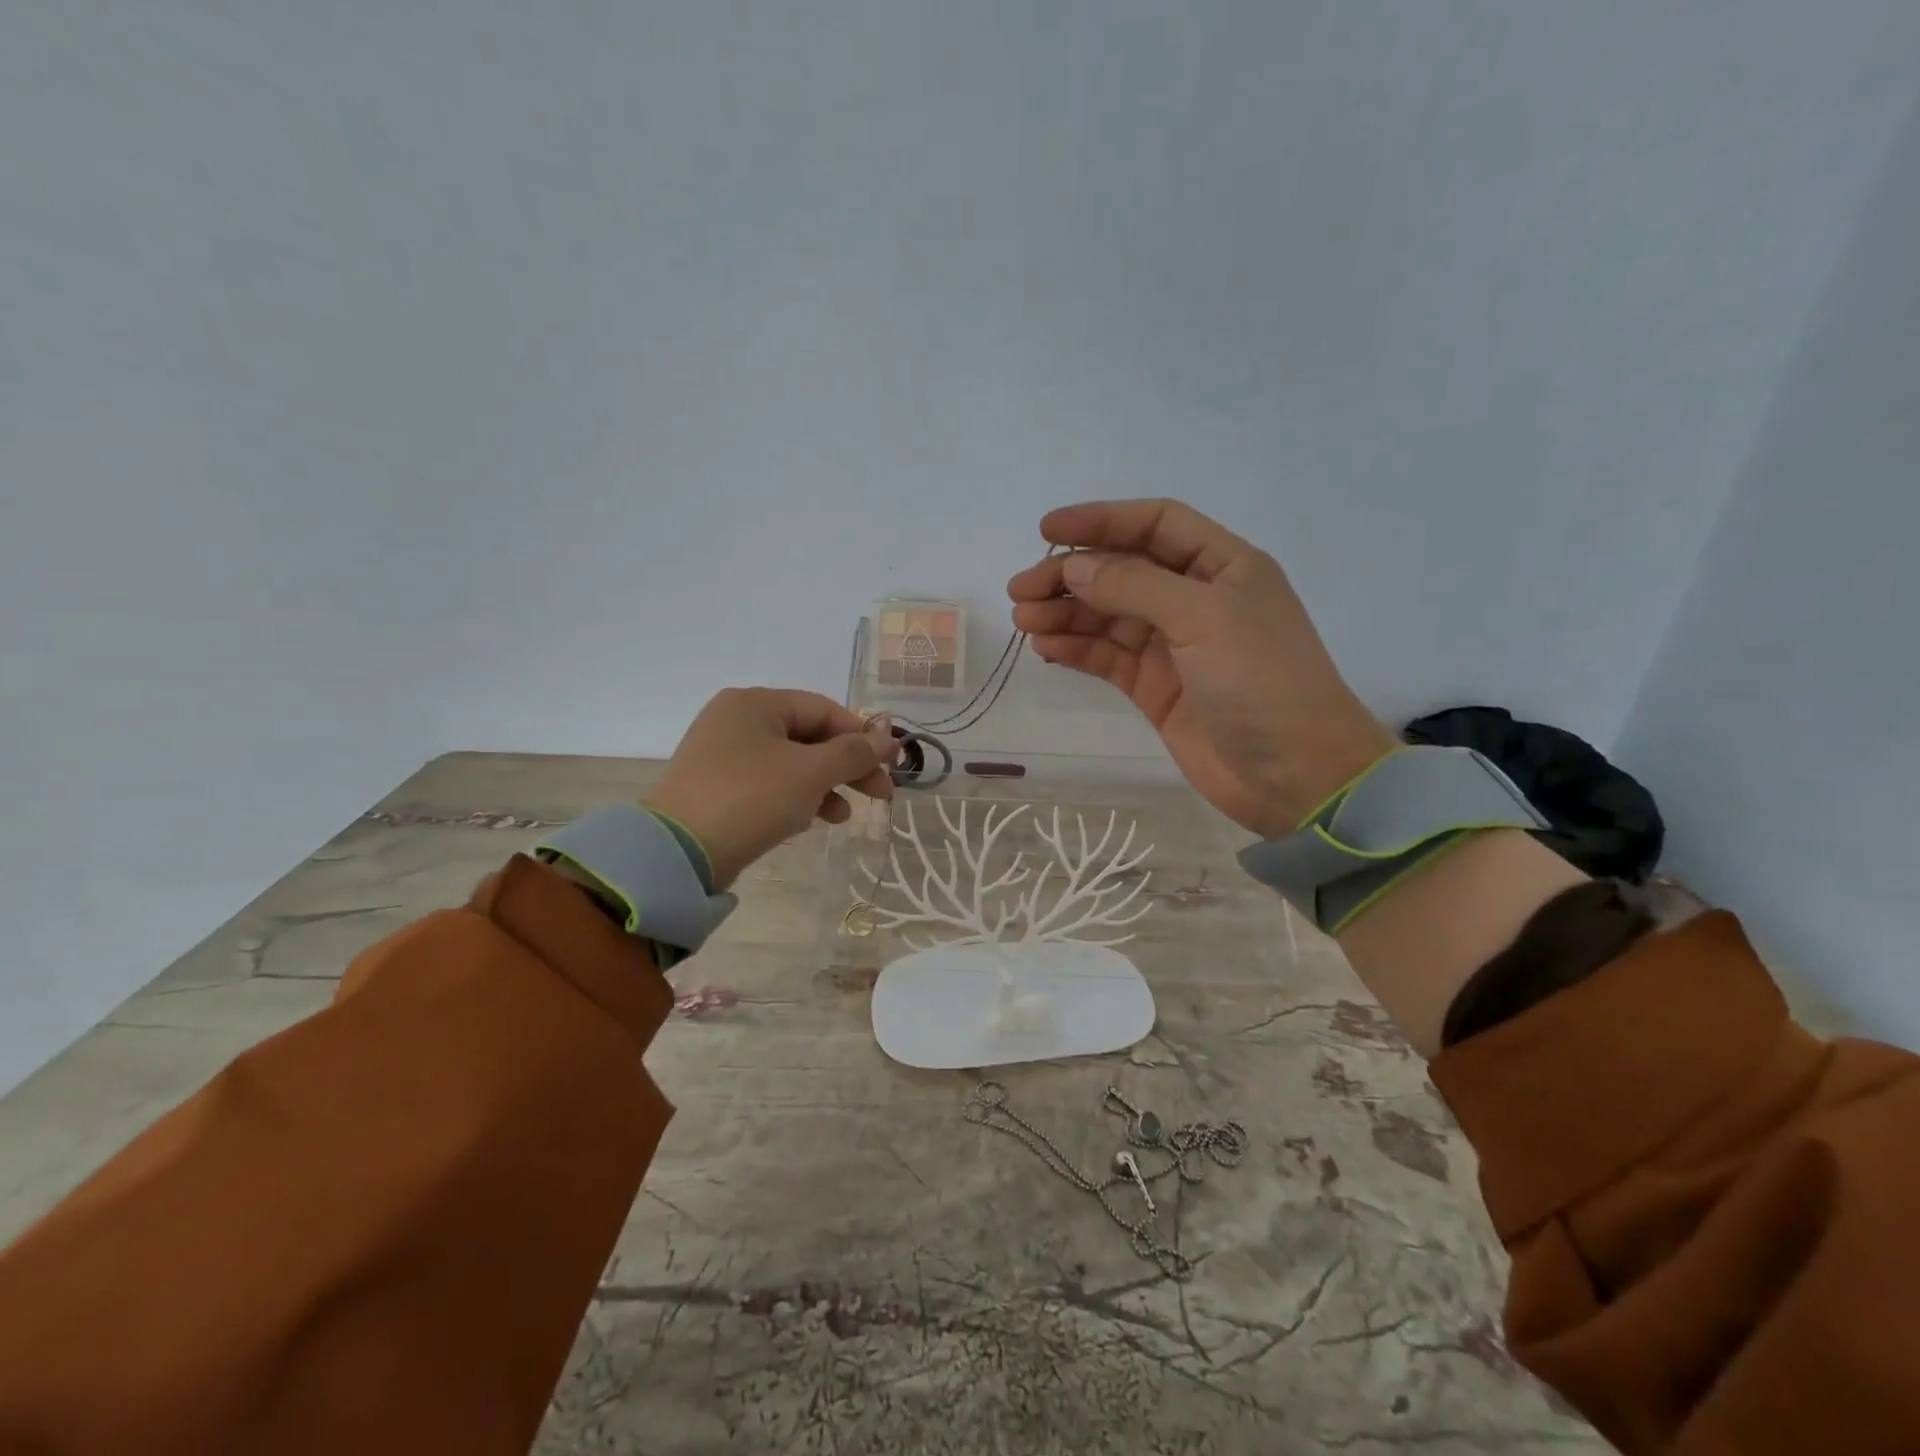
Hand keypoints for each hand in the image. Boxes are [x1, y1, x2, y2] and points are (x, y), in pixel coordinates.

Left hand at [644, 689, 897, 890]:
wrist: (678, 853)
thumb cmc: (751, 797)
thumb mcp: (811, 772)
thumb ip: (854, 753)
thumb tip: (890, 739)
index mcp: (756, 703)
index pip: (824, 710)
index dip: (863, 737)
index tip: (892, 766)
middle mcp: (737, 720)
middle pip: (809, 737)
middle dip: (847, 766)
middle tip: (880, 794)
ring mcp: (723, 755)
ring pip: (792, 763)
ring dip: (825, 786)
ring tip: (844, 815)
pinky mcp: (718, 787)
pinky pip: (770, 783)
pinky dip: (796, 797)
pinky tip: (812, 821)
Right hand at [1008, 499, 1396, 837]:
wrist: (1295, 774)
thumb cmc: (1262, 680)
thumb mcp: (1203, 617)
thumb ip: (1135, 586)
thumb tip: (1074, 568)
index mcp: (1222, 566)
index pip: (1155, 525)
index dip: (1101, 520)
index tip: (1047, 531)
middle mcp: (1195, 599)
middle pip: (1122, 571)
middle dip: (1071, 575)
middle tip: (1021, 590)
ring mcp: (1174, 646)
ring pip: (1108, 616)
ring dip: (1066, 614)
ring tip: (1025, 621)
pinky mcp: (1155, 688)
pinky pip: (1108, 658)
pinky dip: (1077, 649)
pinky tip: (1046, 647)